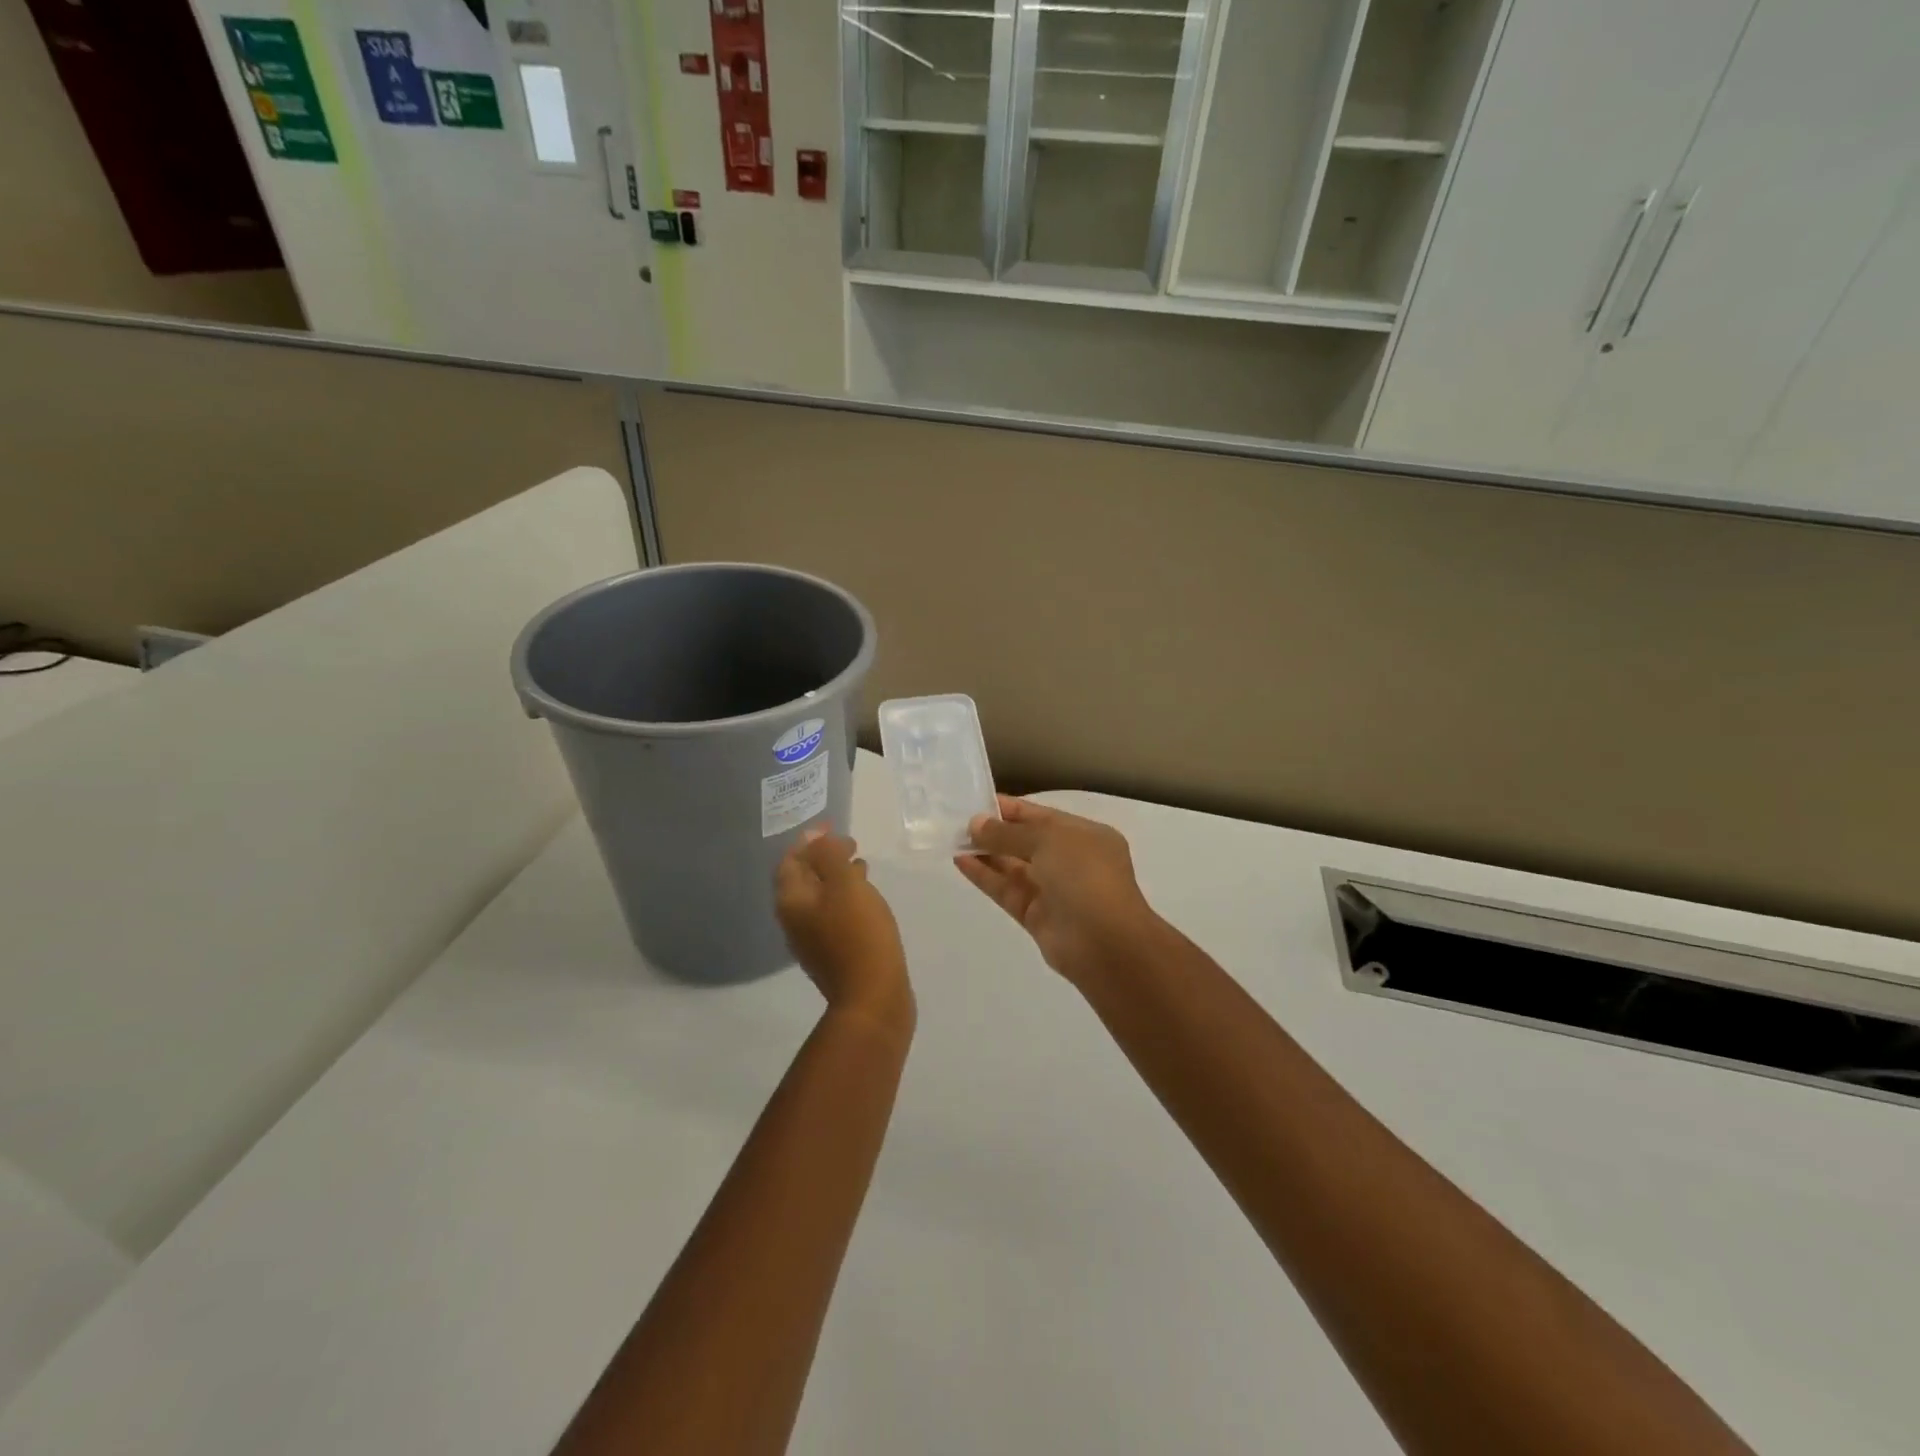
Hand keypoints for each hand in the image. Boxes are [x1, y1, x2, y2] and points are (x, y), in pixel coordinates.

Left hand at [776, 831, 912, 1035]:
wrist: (873, 997)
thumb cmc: (859, 933)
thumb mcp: (845, 884)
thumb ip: (828, 855)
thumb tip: (815, 837)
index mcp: (792, 902)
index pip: (790, 862)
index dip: (808, 842)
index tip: (833, 828)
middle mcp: (794, 921)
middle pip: (803, 880)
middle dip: (823, 858)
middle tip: (849, 844)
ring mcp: (812, 941)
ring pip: (821, 898)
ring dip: (837, 877)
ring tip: (861, 864)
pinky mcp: (834, 953)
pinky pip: (834, 915)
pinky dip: (846, 898)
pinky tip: (866, 897)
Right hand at [956, 796, 1160, 990]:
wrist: (1106, 944)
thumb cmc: (1085, 876)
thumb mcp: (1048, 840)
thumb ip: (1008, 832)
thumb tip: (976, 824)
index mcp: (1085, 836)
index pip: (1042, 816)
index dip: (1011, 809)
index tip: (977, 802)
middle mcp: (1071, 861)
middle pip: (1027, 841)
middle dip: (996, 831)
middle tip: (959, 823)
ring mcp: (1054, 890)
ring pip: (1014, 867)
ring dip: (986, 853)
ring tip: (954, 840)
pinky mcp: (1036, 916)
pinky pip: (1007, 890)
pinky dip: (985, 876)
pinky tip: (961, 862)